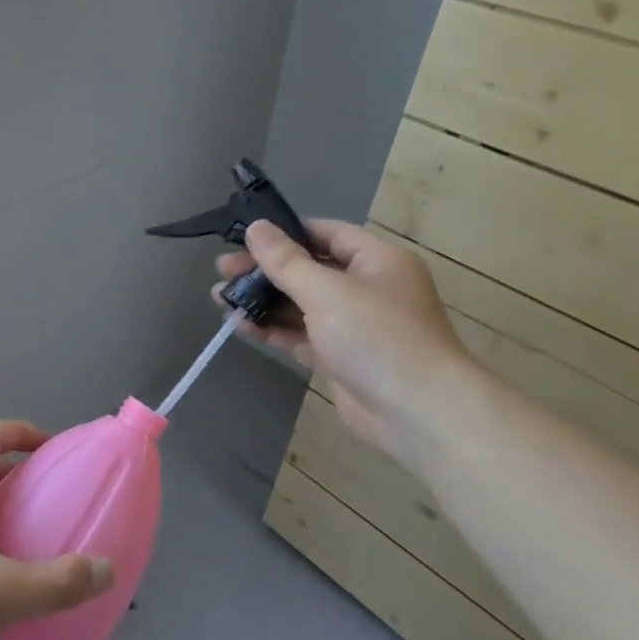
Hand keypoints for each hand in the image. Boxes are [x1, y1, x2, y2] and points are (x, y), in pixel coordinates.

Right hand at [216, 219, 475, 455]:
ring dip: (263, 301)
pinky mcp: (341, 357)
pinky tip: (241, 326)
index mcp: (376, 260)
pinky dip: (274, 329)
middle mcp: (367, 287)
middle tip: (222, 272)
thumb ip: (286, 261)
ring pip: (300, 304)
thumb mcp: (326, 291)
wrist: (418, 412)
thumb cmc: (377, 336)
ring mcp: (354, 325)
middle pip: (307, 269)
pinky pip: (302, 335)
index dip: (284, 233)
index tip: (244, 238)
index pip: (324, 233)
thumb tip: (256, 227)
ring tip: (220, 299)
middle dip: (264, 271)